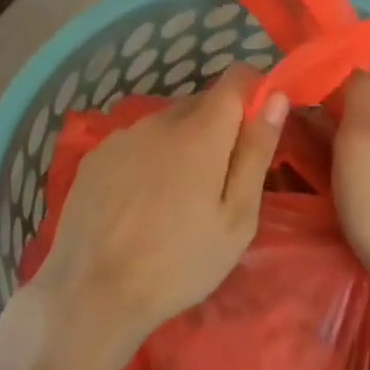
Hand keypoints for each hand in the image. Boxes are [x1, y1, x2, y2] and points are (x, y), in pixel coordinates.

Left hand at [29, 64, 286, 356]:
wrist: (93, 291)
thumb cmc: (179, 262)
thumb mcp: (236, 217)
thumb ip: (256, 151)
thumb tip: (276, 98)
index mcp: (200, 130)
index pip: (235, 78)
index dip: (253, 91)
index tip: (258, 124)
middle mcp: (159, 119)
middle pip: (201, 103)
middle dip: (218, 128)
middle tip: (220, 181)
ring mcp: (123, 135)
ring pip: (167, 124)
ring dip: (181, 144)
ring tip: (177, 199)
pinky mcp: (96, 154)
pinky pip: (136, 143)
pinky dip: (148, 159)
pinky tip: (141, 202)